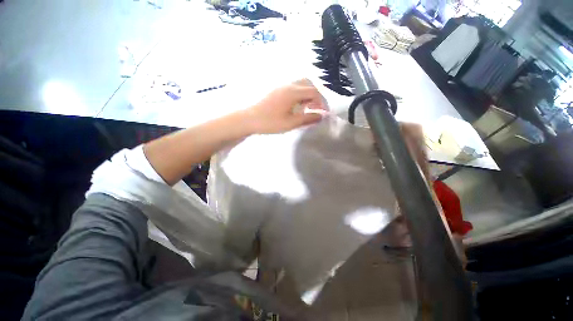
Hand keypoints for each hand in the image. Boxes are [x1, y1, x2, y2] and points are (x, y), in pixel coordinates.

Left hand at [246, 79, 326, 133]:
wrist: (250, 119)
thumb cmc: (270, 122)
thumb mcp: (291, 123)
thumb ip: (307, 118)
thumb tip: (321, 116)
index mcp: (293, 92)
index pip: (314, 92)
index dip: (322, 102)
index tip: (324, 113)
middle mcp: (289, 85)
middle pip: (309, 84)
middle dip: (316, 95)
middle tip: (316, 109)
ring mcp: (282, 86)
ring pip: (301, 84)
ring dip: (308, 94)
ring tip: (307, 107)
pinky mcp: (277, 90)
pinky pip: (293, 87)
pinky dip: (300, 94)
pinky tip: (297, 105)